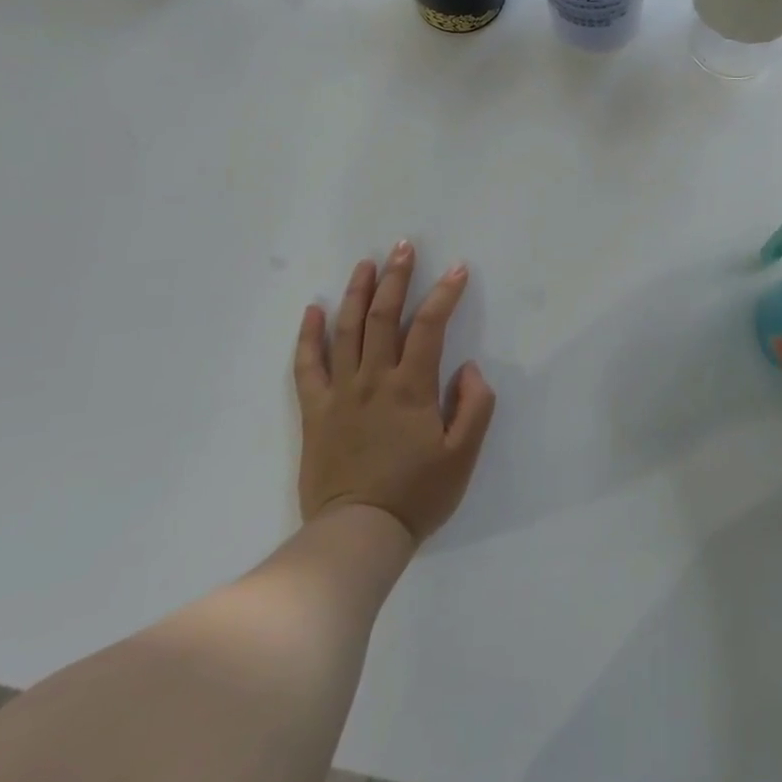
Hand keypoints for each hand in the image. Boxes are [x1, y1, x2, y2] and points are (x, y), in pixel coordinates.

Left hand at [294, 242, 495, 542]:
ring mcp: (339, 393)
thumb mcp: (463, 456)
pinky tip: (314, 310)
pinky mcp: (315, 411)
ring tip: (365, 263)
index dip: (445, 293)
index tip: (457, 269)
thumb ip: (474, 406)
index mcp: (411, 387)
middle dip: (395, 277)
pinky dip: (309, 335)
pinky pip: (307, 366)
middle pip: (383, 316)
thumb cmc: (416, 495)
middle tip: (403, 246)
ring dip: (356, 292)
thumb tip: (468, 368)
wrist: (357, 535)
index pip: (430, 326)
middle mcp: (373, 379)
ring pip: (346, 330)